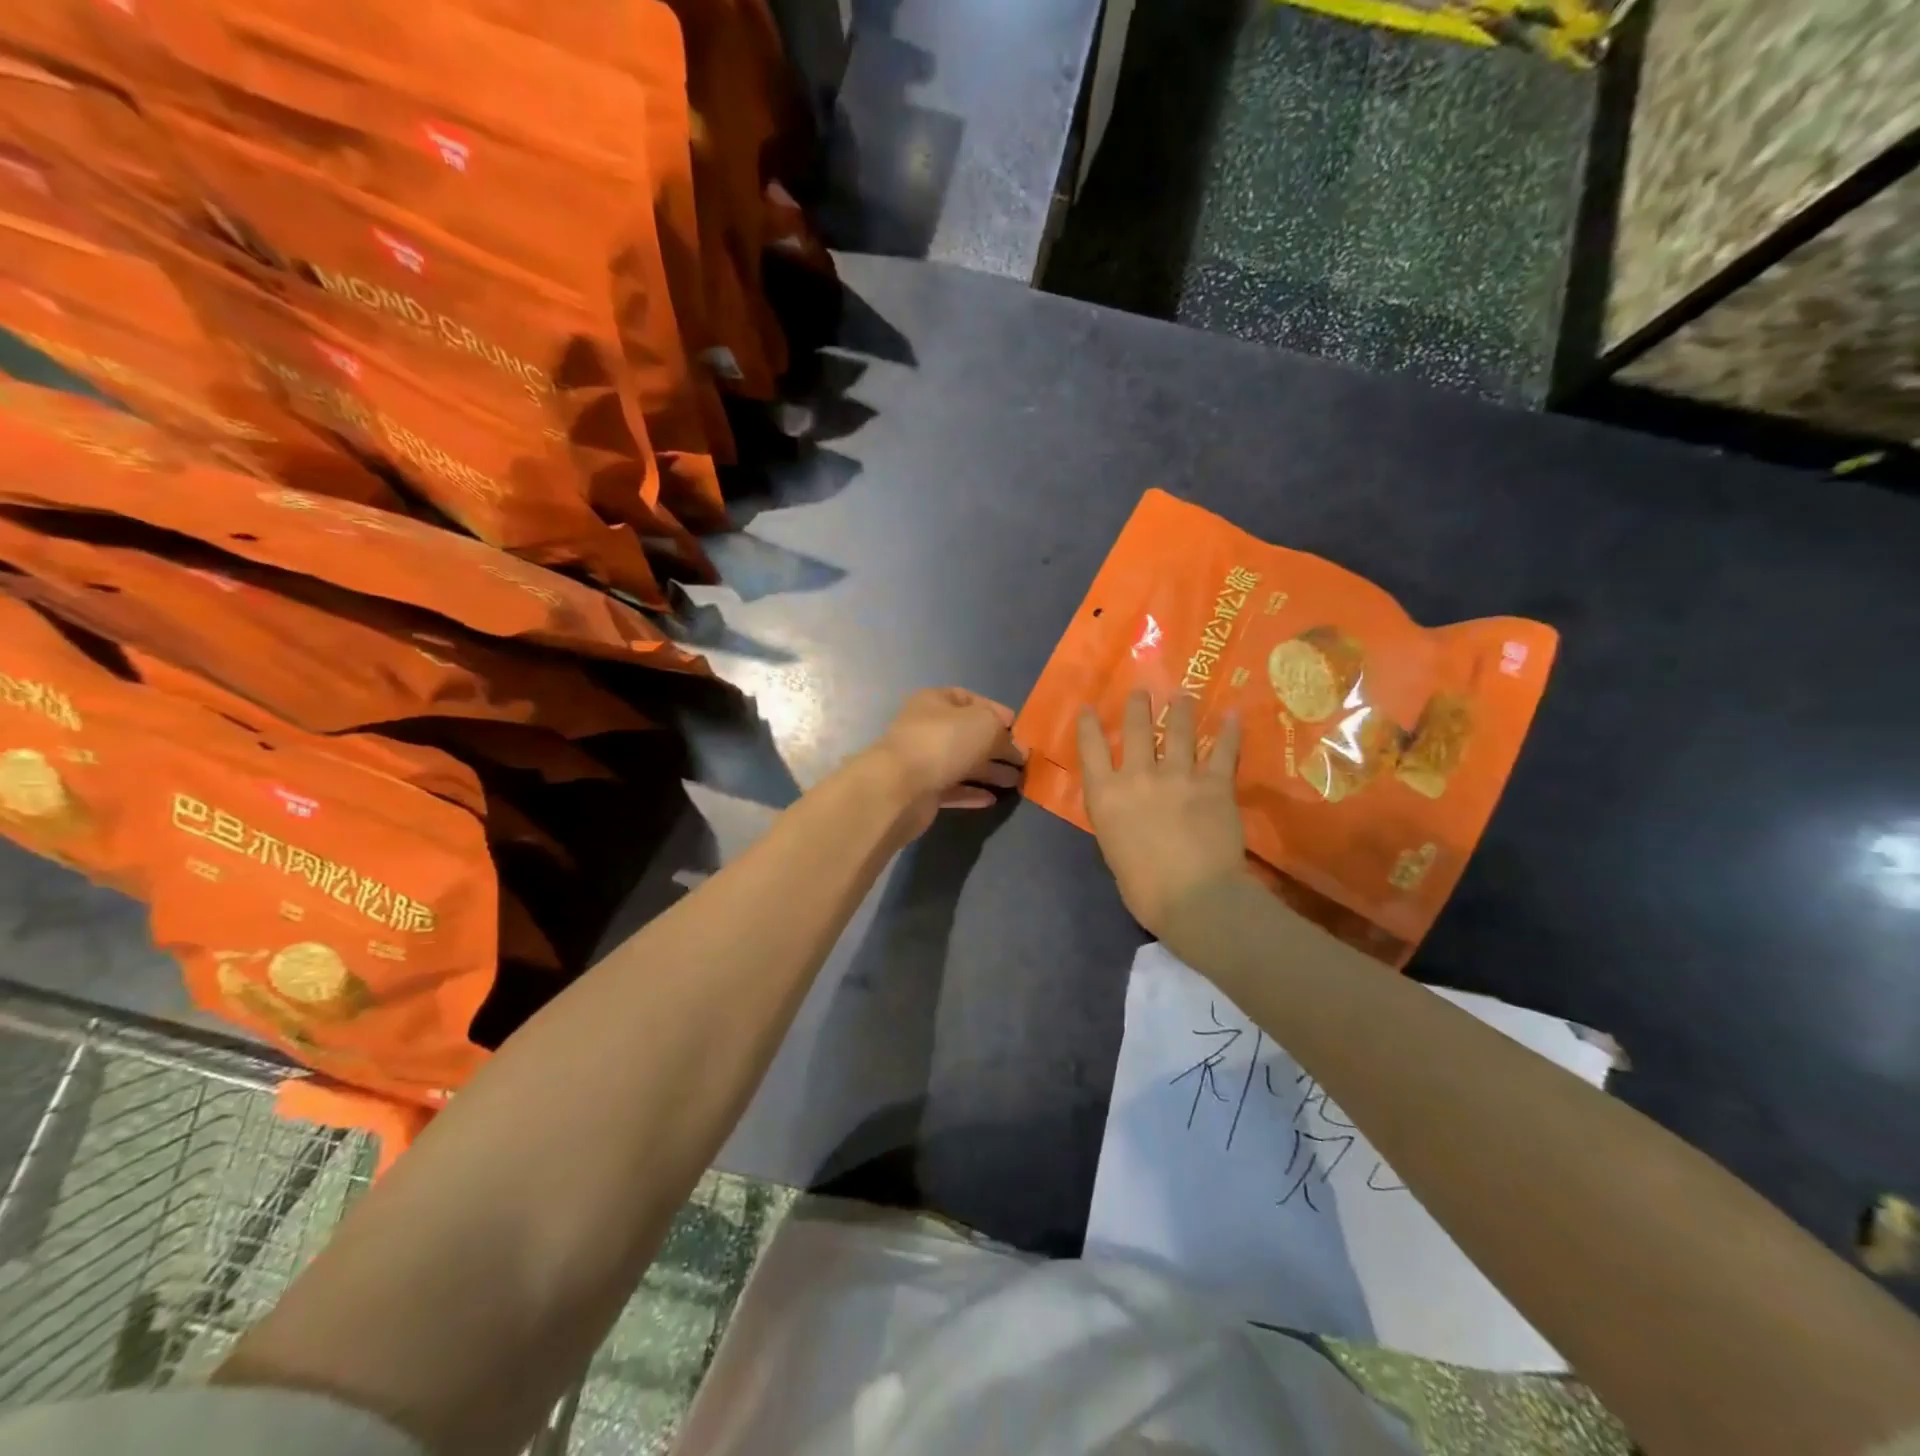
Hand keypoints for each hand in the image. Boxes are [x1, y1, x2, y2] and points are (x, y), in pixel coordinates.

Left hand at [868, 687, 1025, 837]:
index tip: (1019, 729)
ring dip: (990, 772)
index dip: (996, 711)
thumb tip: (1016, 749)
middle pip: (968, 734)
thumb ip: (1004, 734)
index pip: (969, 699)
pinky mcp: (922, 791)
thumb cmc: (944, 742)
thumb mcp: (985, 725)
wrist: (900, 787)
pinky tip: (992, 799)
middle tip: (1023, 762)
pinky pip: (953, 789)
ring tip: (1016, 782)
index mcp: (935, 701)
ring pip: (962, 763)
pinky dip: (972, 792)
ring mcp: (923, 760)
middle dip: (997, 747)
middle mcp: (927, 728)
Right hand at [1077, 691, 1248, 937]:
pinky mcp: (1214, 784)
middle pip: (1134, 730)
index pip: (1090, 749)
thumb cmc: (1144, 889)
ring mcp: (1178, 776)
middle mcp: (1138, 776)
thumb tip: (1127, 811)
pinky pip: (1222, 751)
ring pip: (1178, 731)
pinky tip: (1231, 715)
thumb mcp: (1113, 849)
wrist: (1194, 898)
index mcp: (1106, 795)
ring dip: (1180, 710)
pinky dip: (1228, 732)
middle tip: (1141, 691)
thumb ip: (1118, 820)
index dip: (1088, 725)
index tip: (1089, 707)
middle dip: (1137, 706)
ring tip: (1183, 696)